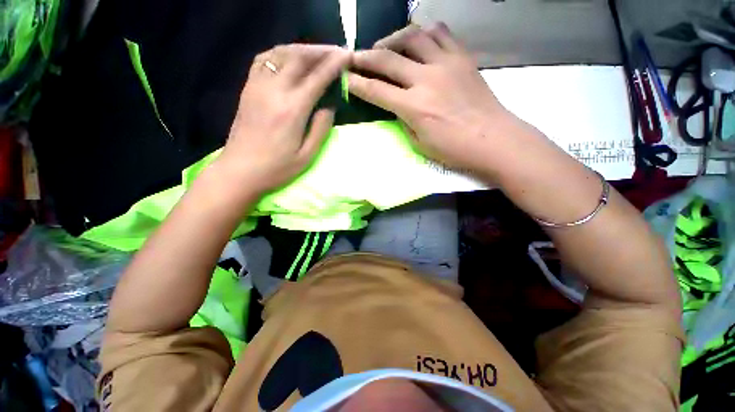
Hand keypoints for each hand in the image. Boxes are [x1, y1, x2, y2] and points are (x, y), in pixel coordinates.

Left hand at [217, 44, 349, 196]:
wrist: (239, 171)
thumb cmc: (277, 168)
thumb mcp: (307, 155)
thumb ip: (321, 127)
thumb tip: (330, 104)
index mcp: (292, 109)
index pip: (317, 77)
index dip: (334, 64)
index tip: (347, 55)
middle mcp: (274, 90)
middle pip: (299, 58)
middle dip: (321, 51)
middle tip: (337, 52)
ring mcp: (257, 86)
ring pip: (281, 54)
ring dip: (302, 49)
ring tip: (318, 53)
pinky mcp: (248, 88)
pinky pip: (264, 60)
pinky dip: (281, 53)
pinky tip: (290, 58)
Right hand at [348, 24, 522, 175]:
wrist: (493, 139)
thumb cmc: (453, 150)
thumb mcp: (419, 143)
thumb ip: (404, 121)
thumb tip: (396, 104)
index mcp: (415, 107)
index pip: (377, 91)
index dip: (357, 83)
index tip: (345, 78)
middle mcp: (427, 79)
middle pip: (388, 58)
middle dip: (365, 57)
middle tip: (355, 57)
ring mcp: (446, 63)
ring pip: (413, 36)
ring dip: (393, 39)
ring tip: (385, 47)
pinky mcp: (462, 57)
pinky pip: (440, 33)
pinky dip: (423, 33)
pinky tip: (417, 42)